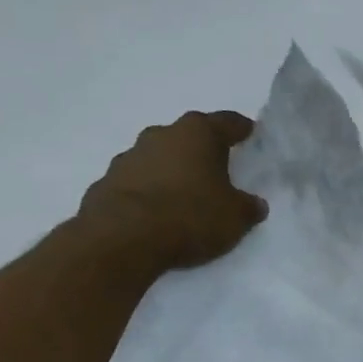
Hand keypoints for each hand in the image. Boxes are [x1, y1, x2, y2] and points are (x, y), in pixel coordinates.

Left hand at [74, 112, 268, 274]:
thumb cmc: (190, 216)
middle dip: (203, 150)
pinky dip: (150, 191)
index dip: (241, 129)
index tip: (250, 134)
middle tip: (218, 169)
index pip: (227, 122)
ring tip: (186, 195)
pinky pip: (137, 182)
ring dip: (173, 170)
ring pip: (160, 157)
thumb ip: (248, 207)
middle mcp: (162, 135)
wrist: (123, 238)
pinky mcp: (106, 182)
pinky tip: (158, 213)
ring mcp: (129, 156)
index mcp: (198, 134)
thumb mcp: (236, 217)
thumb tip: (255, 204)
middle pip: (189, 137)